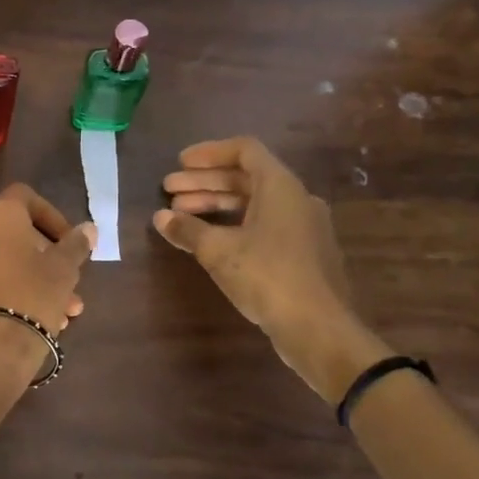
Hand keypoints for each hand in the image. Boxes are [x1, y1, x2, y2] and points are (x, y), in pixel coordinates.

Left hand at [0, 184, 94, 337]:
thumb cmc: (32, 295)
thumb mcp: (64, 269)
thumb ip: (76, 244)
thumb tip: (88, 229)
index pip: (26, 197)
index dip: (52, 216)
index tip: (69, 242)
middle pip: (17, 234)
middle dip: (48, 258)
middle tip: (72, 283)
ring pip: (7, 261)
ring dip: (37, 279)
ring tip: (66, 312)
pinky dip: (14, 290)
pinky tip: (40, 319)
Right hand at [154, 137, 384, 400]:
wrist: (318, 328)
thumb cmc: (267, 276)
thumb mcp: (218, 251)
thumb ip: (187, 229)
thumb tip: (160, 218)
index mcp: (280, 187)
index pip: (244, 150)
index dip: (209, 153)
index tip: (180, 164)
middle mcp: (296, 199)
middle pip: (245, 178)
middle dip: (204, 183)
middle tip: (169, 192)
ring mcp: (303, 227)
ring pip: (253, 203)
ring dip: (215, 204)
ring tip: (180, 216)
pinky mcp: (303, 253)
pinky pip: (263, 225)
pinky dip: (234, 224)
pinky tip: (209, 241)